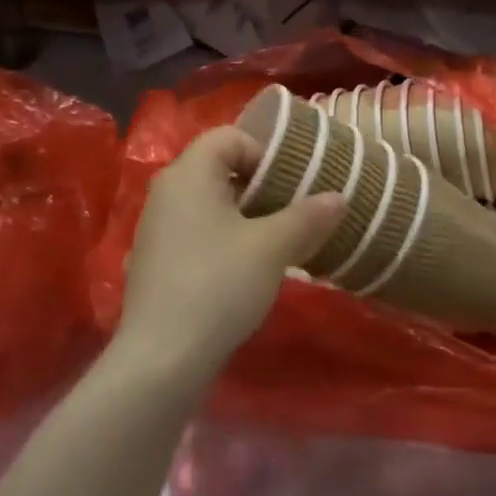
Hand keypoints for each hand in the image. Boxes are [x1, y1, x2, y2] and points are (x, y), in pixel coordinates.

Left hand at [117, 125, 345, 386]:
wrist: (163, 358)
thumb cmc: (219, 286)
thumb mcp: (273, 247)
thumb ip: (308, 216)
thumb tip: (338, 197)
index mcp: (188, 174)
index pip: (229, 136)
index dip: (267, 152)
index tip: (295, 184)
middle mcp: (166, 193)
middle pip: (220, 169)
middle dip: (263, 186)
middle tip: (297, 210)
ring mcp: (157, 230)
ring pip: (211, 205)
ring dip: (248, 216)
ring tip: (281, 241)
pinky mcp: (157, 263)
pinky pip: (199, 233)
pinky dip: (227, 239)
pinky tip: (248, 270)